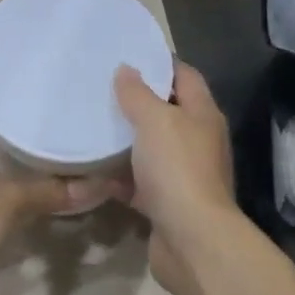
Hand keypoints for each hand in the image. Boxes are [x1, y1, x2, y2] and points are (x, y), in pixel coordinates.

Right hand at [112, 61, 235, 294]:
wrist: (191, 238)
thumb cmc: (177, 169)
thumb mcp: (155, 121)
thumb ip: (138, 94)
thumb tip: (126, 70)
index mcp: (202, 115)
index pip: (185, 76)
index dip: (160, 63)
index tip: (127, 55)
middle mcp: (197, 142)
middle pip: (167, 113)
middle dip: (137, 103)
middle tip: (100, 90)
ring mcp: (182, 175)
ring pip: (150, 150)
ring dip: (125, 142)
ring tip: (91, 126)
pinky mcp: (165, 204)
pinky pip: (138, 184)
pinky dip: (118, 178)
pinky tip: (91, 172)